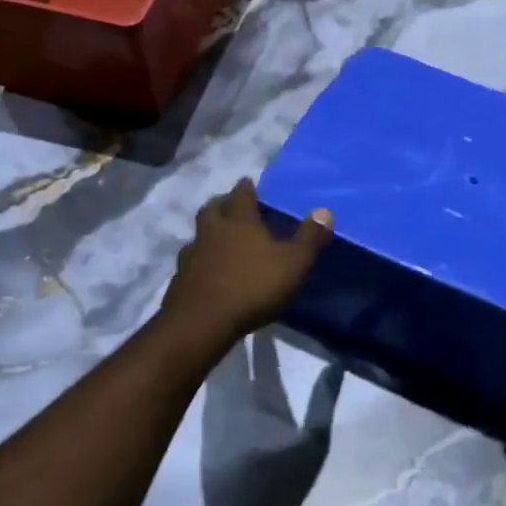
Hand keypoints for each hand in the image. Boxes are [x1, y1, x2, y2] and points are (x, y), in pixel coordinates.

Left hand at [162, 178, 331, 339]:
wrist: (202, 322)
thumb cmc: (253, 286)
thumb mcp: (294, 263)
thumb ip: (310, 238)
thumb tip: (325, 211)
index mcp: (239, 221)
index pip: (241, 195)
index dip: (246, 188)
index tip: (247, 182)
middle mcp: (211, 232)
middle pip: (212, 209)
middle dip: (222, 204)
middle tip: (230, 206)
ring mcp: (192, 256)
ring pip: (199, 236)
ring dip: (209, 234)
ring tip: (220, 240)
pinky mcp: (180, 280)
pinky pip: (191, 263)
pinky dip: (201, 262)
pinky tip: (209, 272)